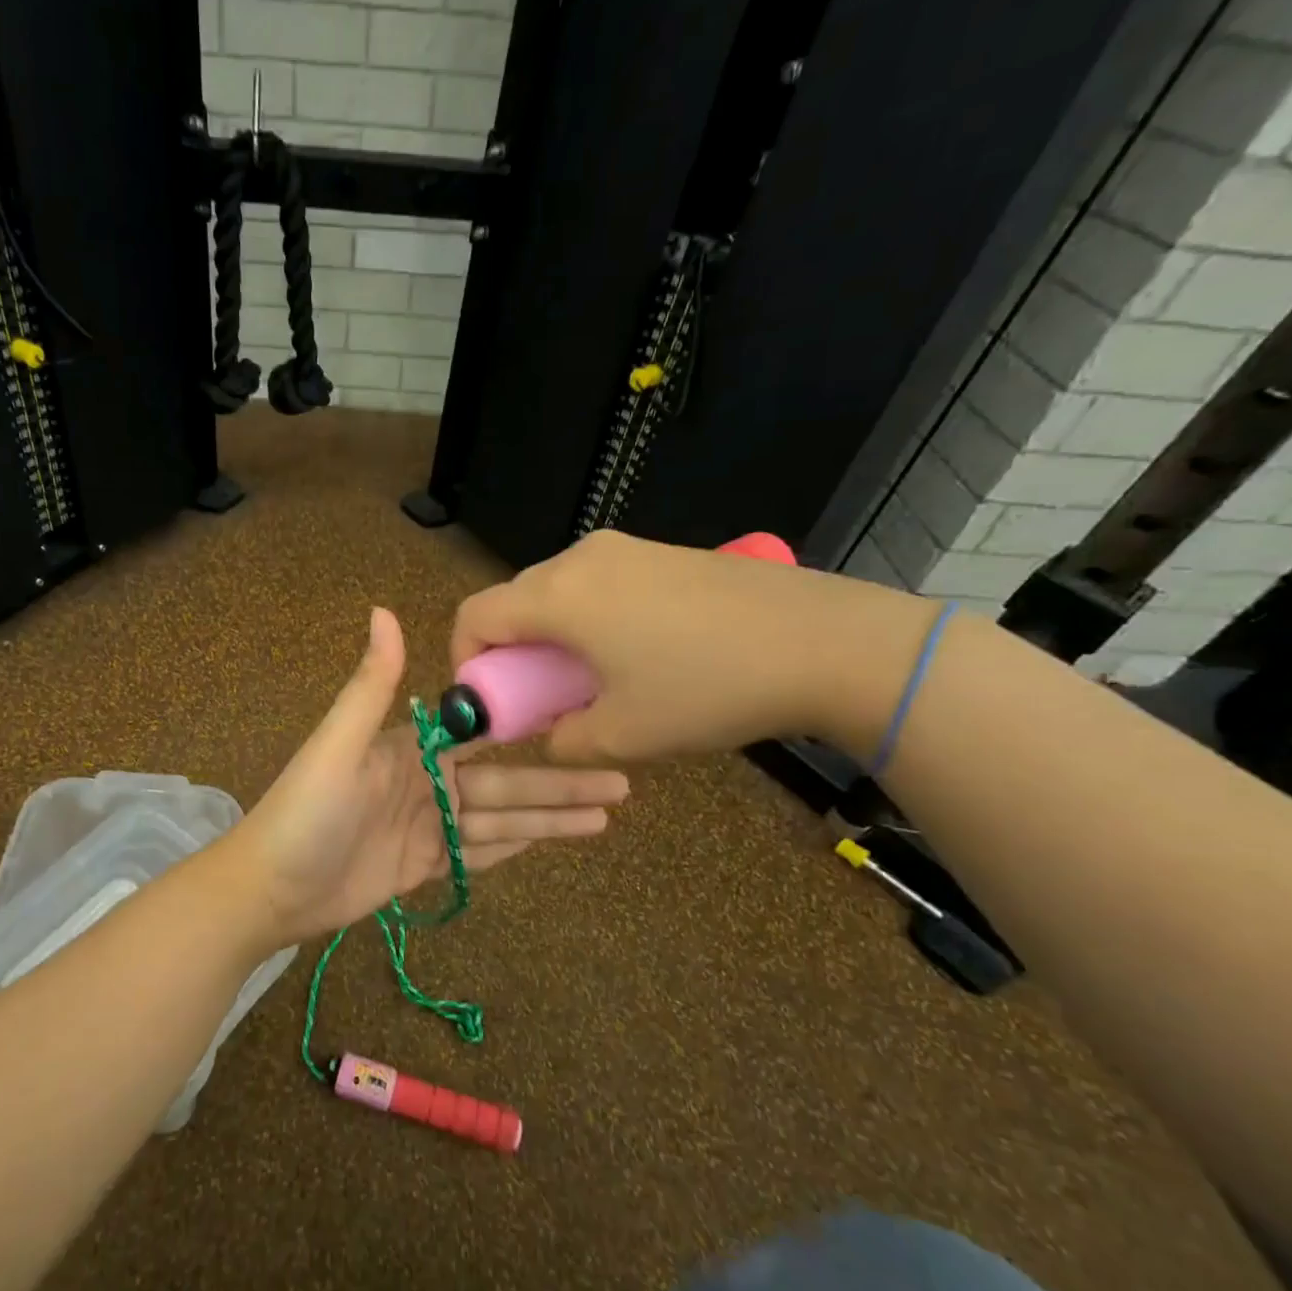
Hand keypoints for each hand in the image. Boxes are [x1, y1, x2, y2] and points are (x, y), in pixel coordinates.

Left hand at [236, 608, 628, 946]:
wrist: (269, 888)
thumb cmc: (305, 811)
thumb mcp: (338, 744)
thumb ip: (372, 685)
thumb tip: (384, 610)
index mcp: (411, 748)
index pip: (483, 733)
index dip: (531, 726)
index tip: (581, 716)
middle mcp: (426, 782)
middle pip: (505, 782)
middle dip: (561, 783)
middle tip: (623, 783)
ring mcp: (426, 827)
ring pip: (500, 820)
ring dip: (551, 818)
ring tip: (607, 817)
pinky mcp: (421, 866)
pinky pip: (476, 854)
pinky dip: (513, 847)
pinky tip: (553, 840)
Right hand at [449, 530, 935, 763]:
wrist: (826, 642)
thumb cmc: (708, 689)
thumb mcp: (623, 736)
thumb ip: (561, 740)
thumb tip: (549, 733)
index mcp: (558, 596)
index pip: (475, 615)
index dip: (466, 661)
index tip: (492, 701)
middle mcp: (581, 559)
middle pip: (513, 600)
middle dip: (512, 653)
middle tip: (542, 699)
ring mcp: (625, 549)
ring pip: (556, 592)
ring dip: (552, 637)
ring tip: (593, 680)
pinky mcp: (662, 553)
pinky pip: (598, 584)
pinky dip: (589, 620)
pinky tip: (636, 654)